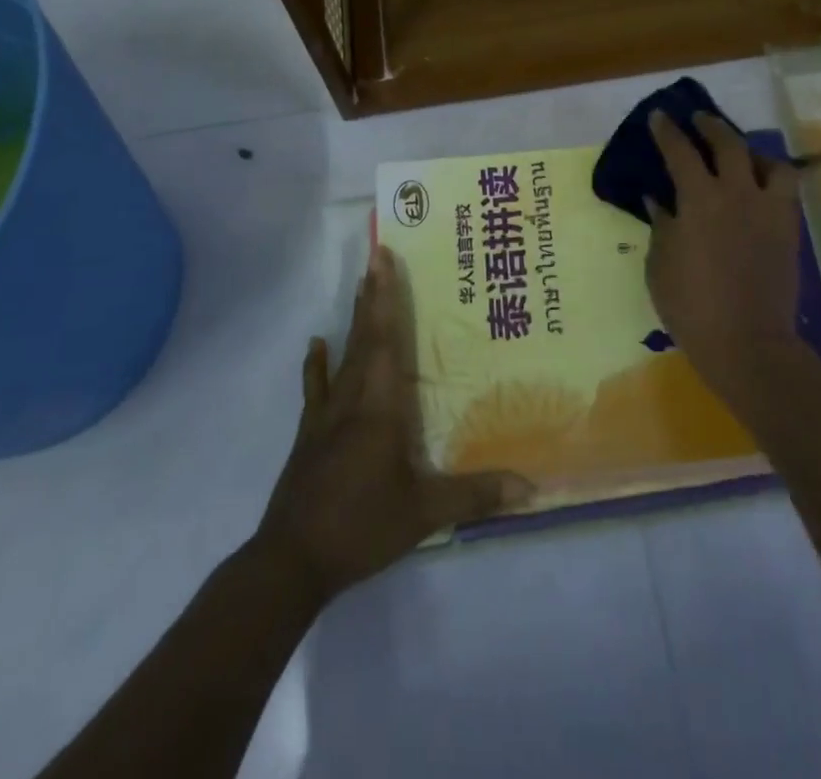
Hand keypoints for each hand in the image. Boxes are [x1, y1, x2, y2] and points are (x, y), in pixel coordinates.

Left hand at [256, 247, 532, 601]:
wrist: (291, 562)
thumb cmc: (361, 527)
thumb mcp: (424, 514)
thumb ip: (475, 496)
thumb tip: (530, 486)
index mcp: (379, 408)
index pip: (386, 341)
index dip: (386, 299)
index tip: (382, 260)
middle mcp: (351, 400)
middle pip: (364, 338)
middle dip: (373, 297)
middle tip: (376, 258)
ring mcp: (325, 416)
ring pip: (343, 356)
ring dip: (353, 321)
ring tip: (359, 286)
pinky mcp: (309, 435)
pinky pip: (315, 389)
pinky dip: (316, 365)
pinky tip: (316, 343)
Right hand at [644, 110, 805, 403]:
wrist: (747, 342)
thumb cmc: (691, 306)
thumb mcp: (660, 265)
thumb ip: (661, 226)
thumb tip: (659, 200)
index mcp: (699, 200)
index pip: (680, 152)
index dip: (668, 131)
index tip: (659, 116)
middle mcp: (737, 194)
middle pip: (729, 144)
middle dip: (711, 126)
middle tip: (699, 120)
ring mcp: (769, 210)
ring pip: (770, 162)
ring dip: (752, 152)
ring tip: (741, 156)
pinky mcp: (789, 229)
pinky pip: (786, 190)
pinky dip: (772, 179)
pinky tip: (759, 189)